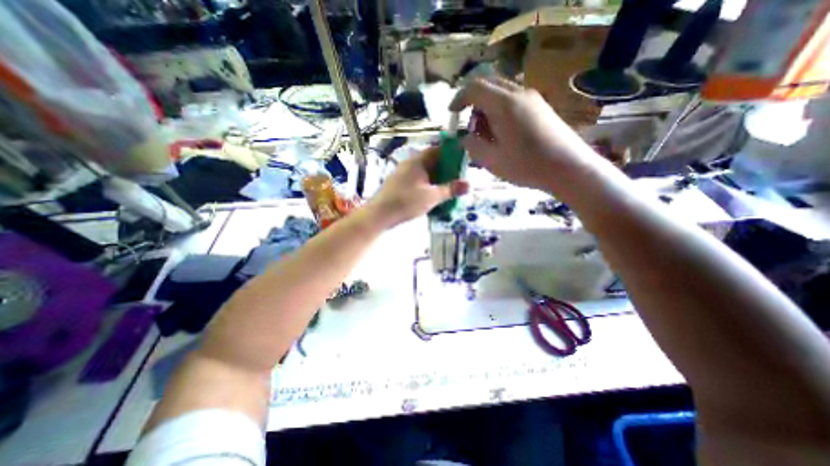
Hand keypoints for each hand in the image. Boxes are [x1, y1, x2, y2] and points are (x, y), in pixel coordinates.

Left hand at [368, 144, 466, 224]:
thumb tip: (469, 184)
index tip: (462, 161)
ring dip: (437, 178)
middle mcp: (410, 164)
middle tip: (458, 178)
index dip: (451, 154)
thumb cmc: (406, 202)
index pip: (437, 150)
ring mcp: (403, 174)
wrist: (380, 214)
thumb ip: (450, 190)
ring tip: (448, 188)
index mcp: (418, 161)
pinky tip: (433, 194)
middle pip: (432, 161)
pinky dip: (428, 184)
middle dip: (446, 169)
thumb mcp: (431, 196)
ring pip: (425, 172)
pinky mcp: (400, 184)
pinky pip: (418, 180)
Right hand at [451, 77, 600, 188]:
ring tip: (487, 133)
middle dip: (473, 102)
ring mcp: (532, 98)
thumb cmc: (526, 165)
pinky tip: (503, 133)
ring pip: (501, 92)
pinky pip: (513, 100)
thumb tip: (464, 137)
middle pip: (489, 85)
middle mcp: (518, 93)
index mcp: (504, 104)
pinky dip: (500, 110)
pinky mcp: (541, 107)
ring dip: (487, 107)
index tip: (452, 114)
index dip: (459, 99)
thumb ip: (473, 146)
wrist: (568, 168)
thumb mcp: (492, 160)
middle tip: (470, 126)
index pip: (474, 88)